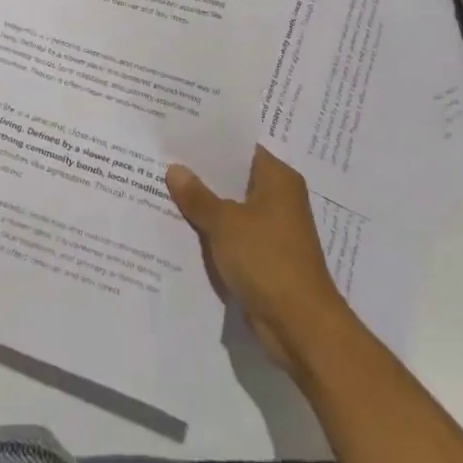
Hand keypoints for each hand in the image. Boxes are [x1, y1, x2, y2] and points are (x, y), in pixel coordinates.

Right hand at [167, 146, 348, 372]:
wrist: (300, 327)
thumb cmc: (267, 260)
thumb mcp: (225, 223)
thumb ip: (198, 196)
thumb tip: (174, 169)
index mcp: (278, 179)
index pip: (240, 149)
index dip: (209, 142)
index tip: (177, 136)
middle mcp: (279, 199)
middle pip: (234, 178)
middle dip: (201, 175)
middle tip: (162, 160)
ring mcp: (273, 230)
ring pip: (231, 208)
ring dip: (204, 206)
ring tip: (162, 190)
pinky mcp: (265, 257)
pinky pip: (232, 235)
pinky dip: (212, 232)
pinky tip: (180, 228)